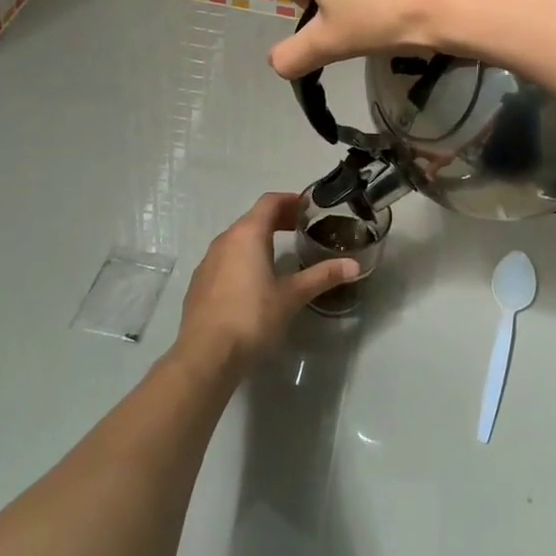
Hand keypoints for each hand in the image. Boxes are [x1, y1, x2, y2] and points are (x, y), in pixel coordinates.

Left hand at [175, 193, 357, 373]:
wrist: (205, 355)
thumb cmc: (251, 317)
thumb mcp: (291, 296)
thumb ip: (322, 276)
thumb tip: (355, 265)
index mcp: (247, 234)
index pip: (269, 202)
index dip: (290, 200)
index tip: (309, 207)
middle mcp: (225, 240)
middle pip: (253, 218)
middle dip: (277, 219)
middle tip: (301, 228)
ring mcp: (208, 261)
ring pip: (237, 239)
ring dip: (259, 238)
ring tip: (280, 252)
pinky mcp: (199, 283)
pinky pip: (225, 258)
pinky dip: (243, 257)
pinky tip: (254, 280)